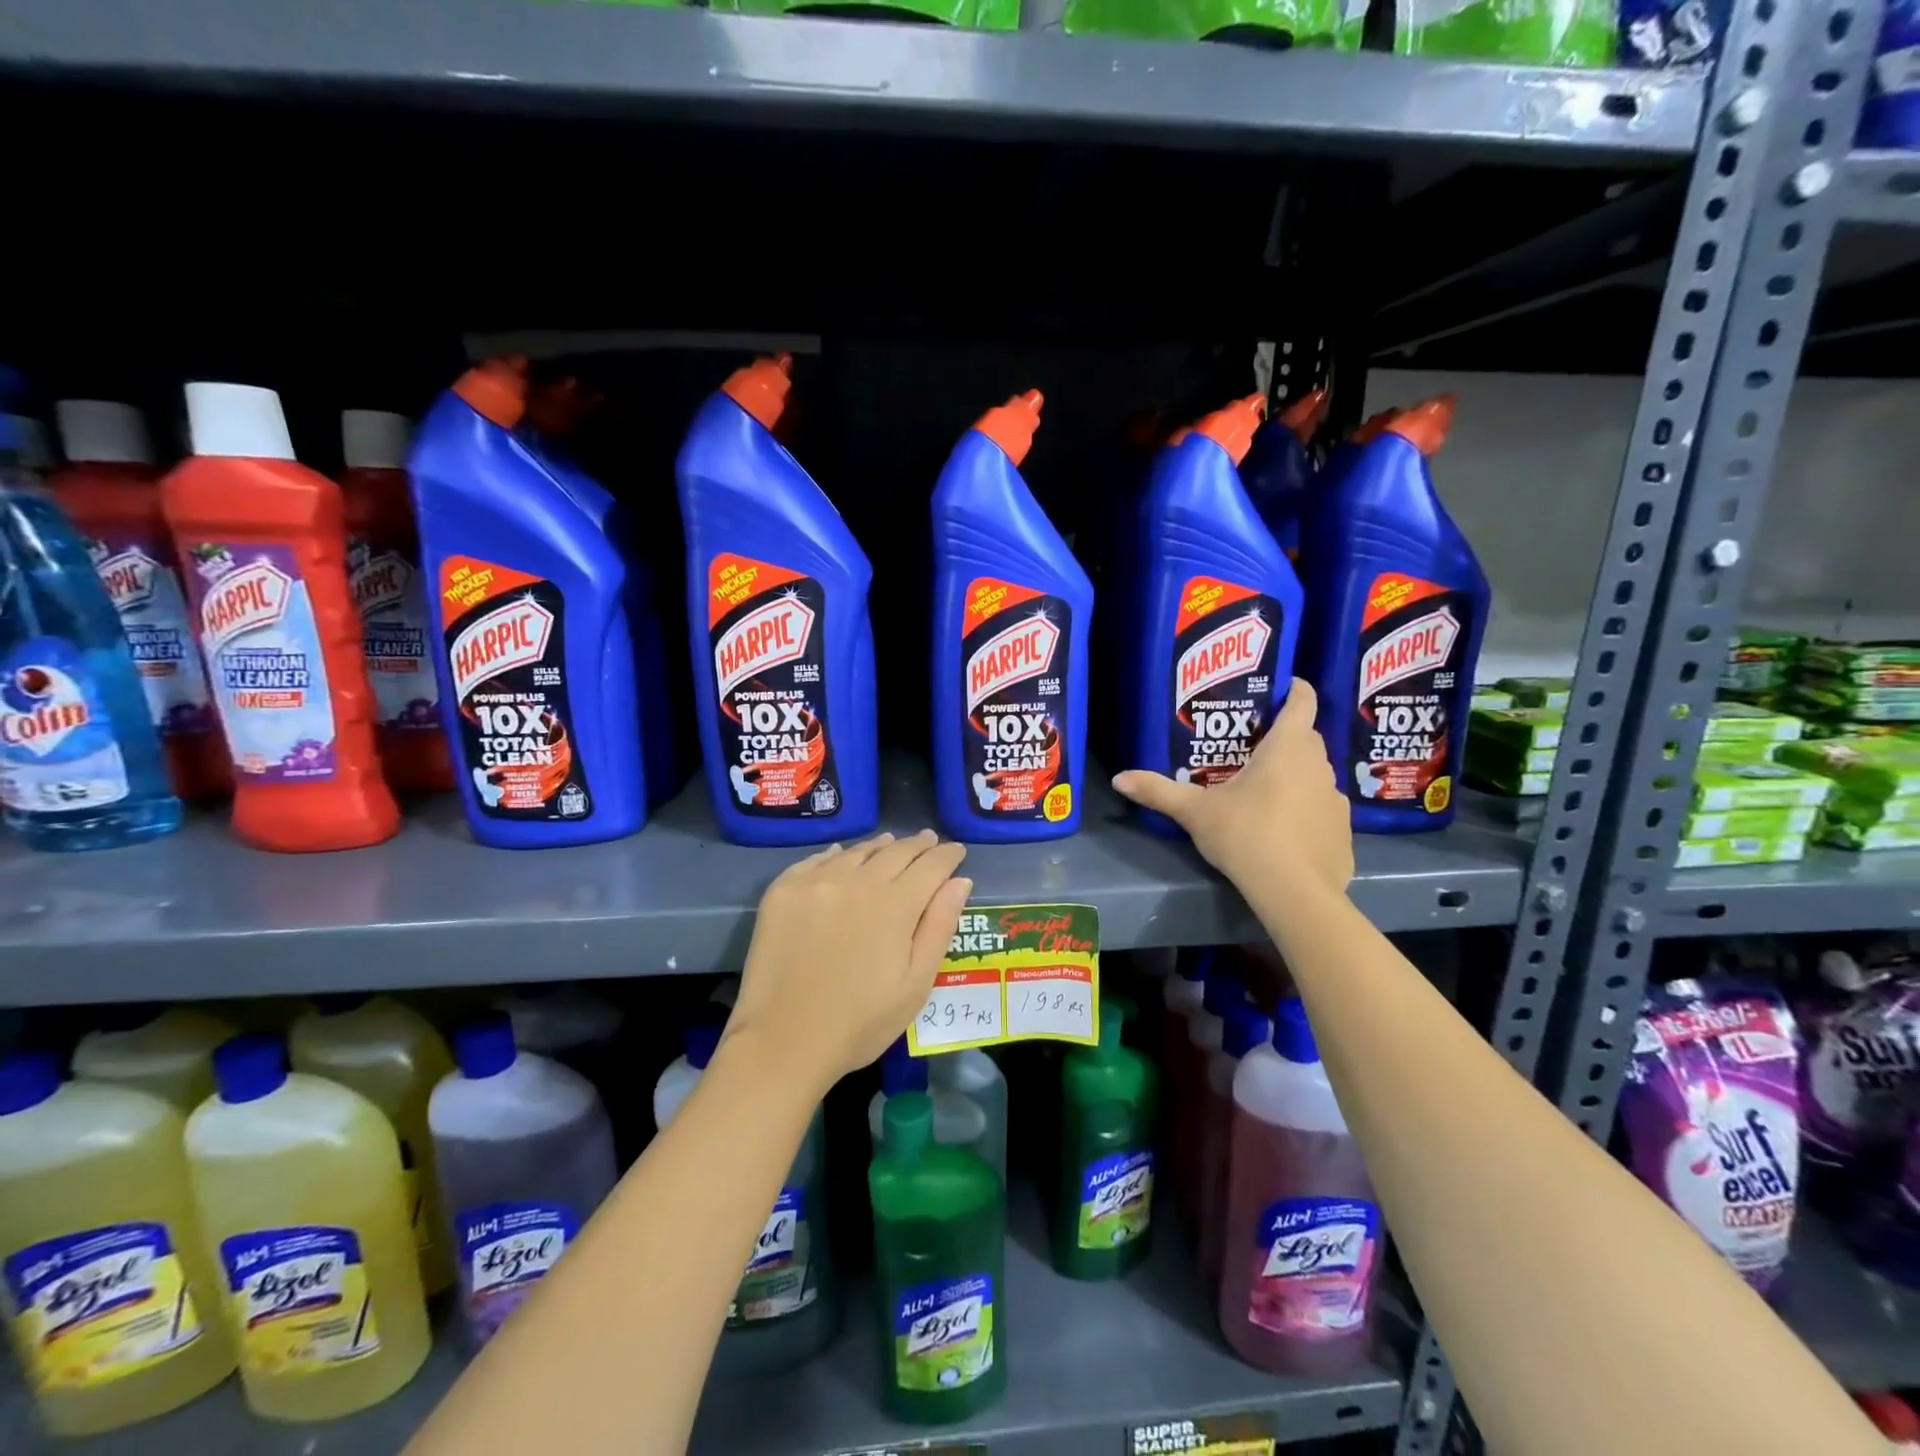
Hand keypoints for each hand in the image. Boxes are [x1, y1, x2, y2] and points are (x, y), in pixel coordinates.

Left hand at [727, 831, 970, 1094]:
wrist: (781, 1042)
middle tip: (929, 840)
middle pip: (895, 852)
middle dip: (918, 846)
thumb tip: (960, 881)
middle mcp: (856, 881)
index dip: (947, 855)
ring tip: (890, 844)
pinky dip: (836, 855)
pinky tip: (841, 855)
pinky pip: (816, 860)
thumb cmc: (860, 1023)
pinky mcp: (782, 891)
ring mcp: (815, 882)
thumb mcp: (915, 985)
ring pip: (856, 852)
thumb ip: (939, 927)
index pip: (930, 866)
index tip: (957, 850)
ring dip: (879, 847)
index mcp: (895, 905)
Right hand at [1113, 678, 1352, 895]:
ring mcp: (1336, 799)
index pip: (1302, 701)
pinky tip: (1284, 832)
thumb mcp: (1195, 812)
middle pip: (1306, 738)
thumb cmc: (1246, 834)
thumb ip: (1158, 791)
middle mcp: (1319, 765)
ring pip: (1315, 774)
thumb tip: (1120, 778)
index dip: (1293, 689)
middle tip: (1250, 747)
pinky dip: (1306, 811)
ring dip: (1295, 776)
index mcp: (1287, 747)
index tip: (1280, 687)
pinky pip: (1322, 809)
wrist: (1295, 892)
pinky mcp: (1342, 831)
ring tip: (1264, 792)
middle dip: (1283, 737)